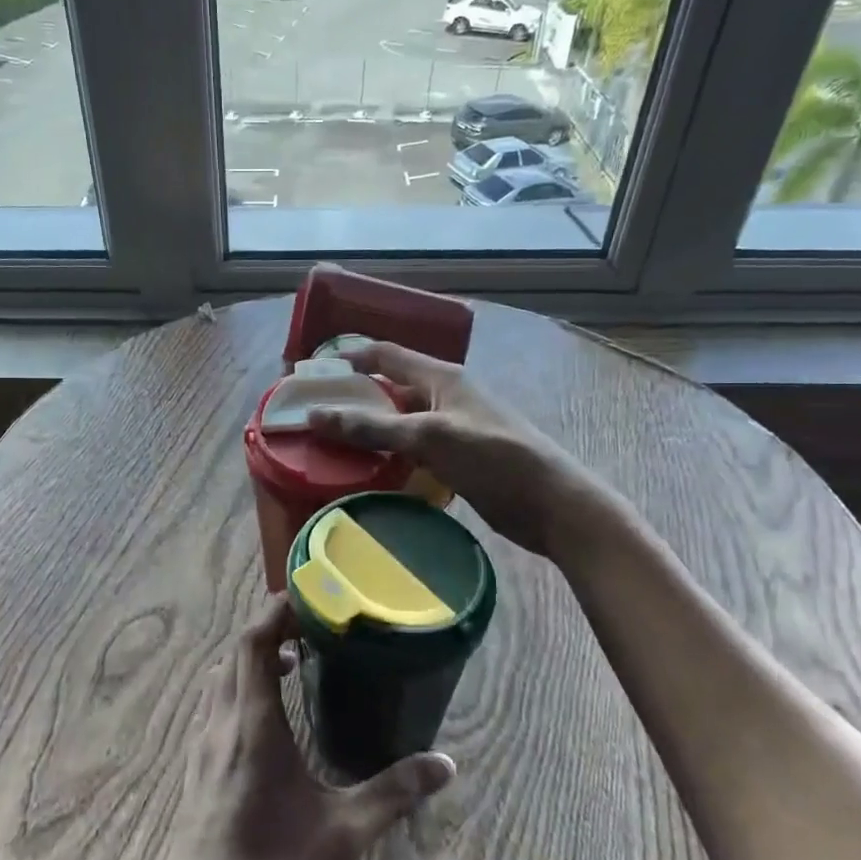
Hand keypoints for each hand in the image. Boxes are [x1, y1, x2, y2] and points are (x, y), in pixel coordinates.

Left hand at [147, 597, 454, 859]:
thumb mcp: (342, 836)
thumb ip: (393, 794)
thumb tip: (445, 763)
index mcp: (252, 726)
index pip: (251, 642)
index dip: (273, 610)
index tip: (308, 596)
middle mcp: (221, 724)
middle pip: (235, 653)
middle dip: (268, 629)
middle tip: (311, 627)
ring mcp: (203, 747)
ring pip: (222, 678)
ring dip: (251, 657)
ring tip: (292, 660)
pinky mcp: (197, 768)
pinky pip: (216, 705)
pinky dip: (240, 686)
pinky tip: (269, 715)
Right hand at [307, 339, 592, 556]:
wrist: (551, 505)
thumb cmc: (494, 458)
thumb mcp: (430, 437)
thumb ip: (373, 426)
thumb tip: (315, 416)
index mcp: (440, 377)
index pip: (384, 354)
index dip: (347, 358)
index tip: (308, 375)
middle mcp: (443, 396)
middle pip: (387, 388)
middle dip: (350, 398)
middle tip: (311, 416)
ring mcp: (450, 429)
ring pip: (397, 422)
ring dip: (366, 431)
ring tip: (327, 446)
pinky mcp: (455, 459)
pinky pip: (410, 450)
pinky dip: (386, 456)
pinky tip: (364, 472)